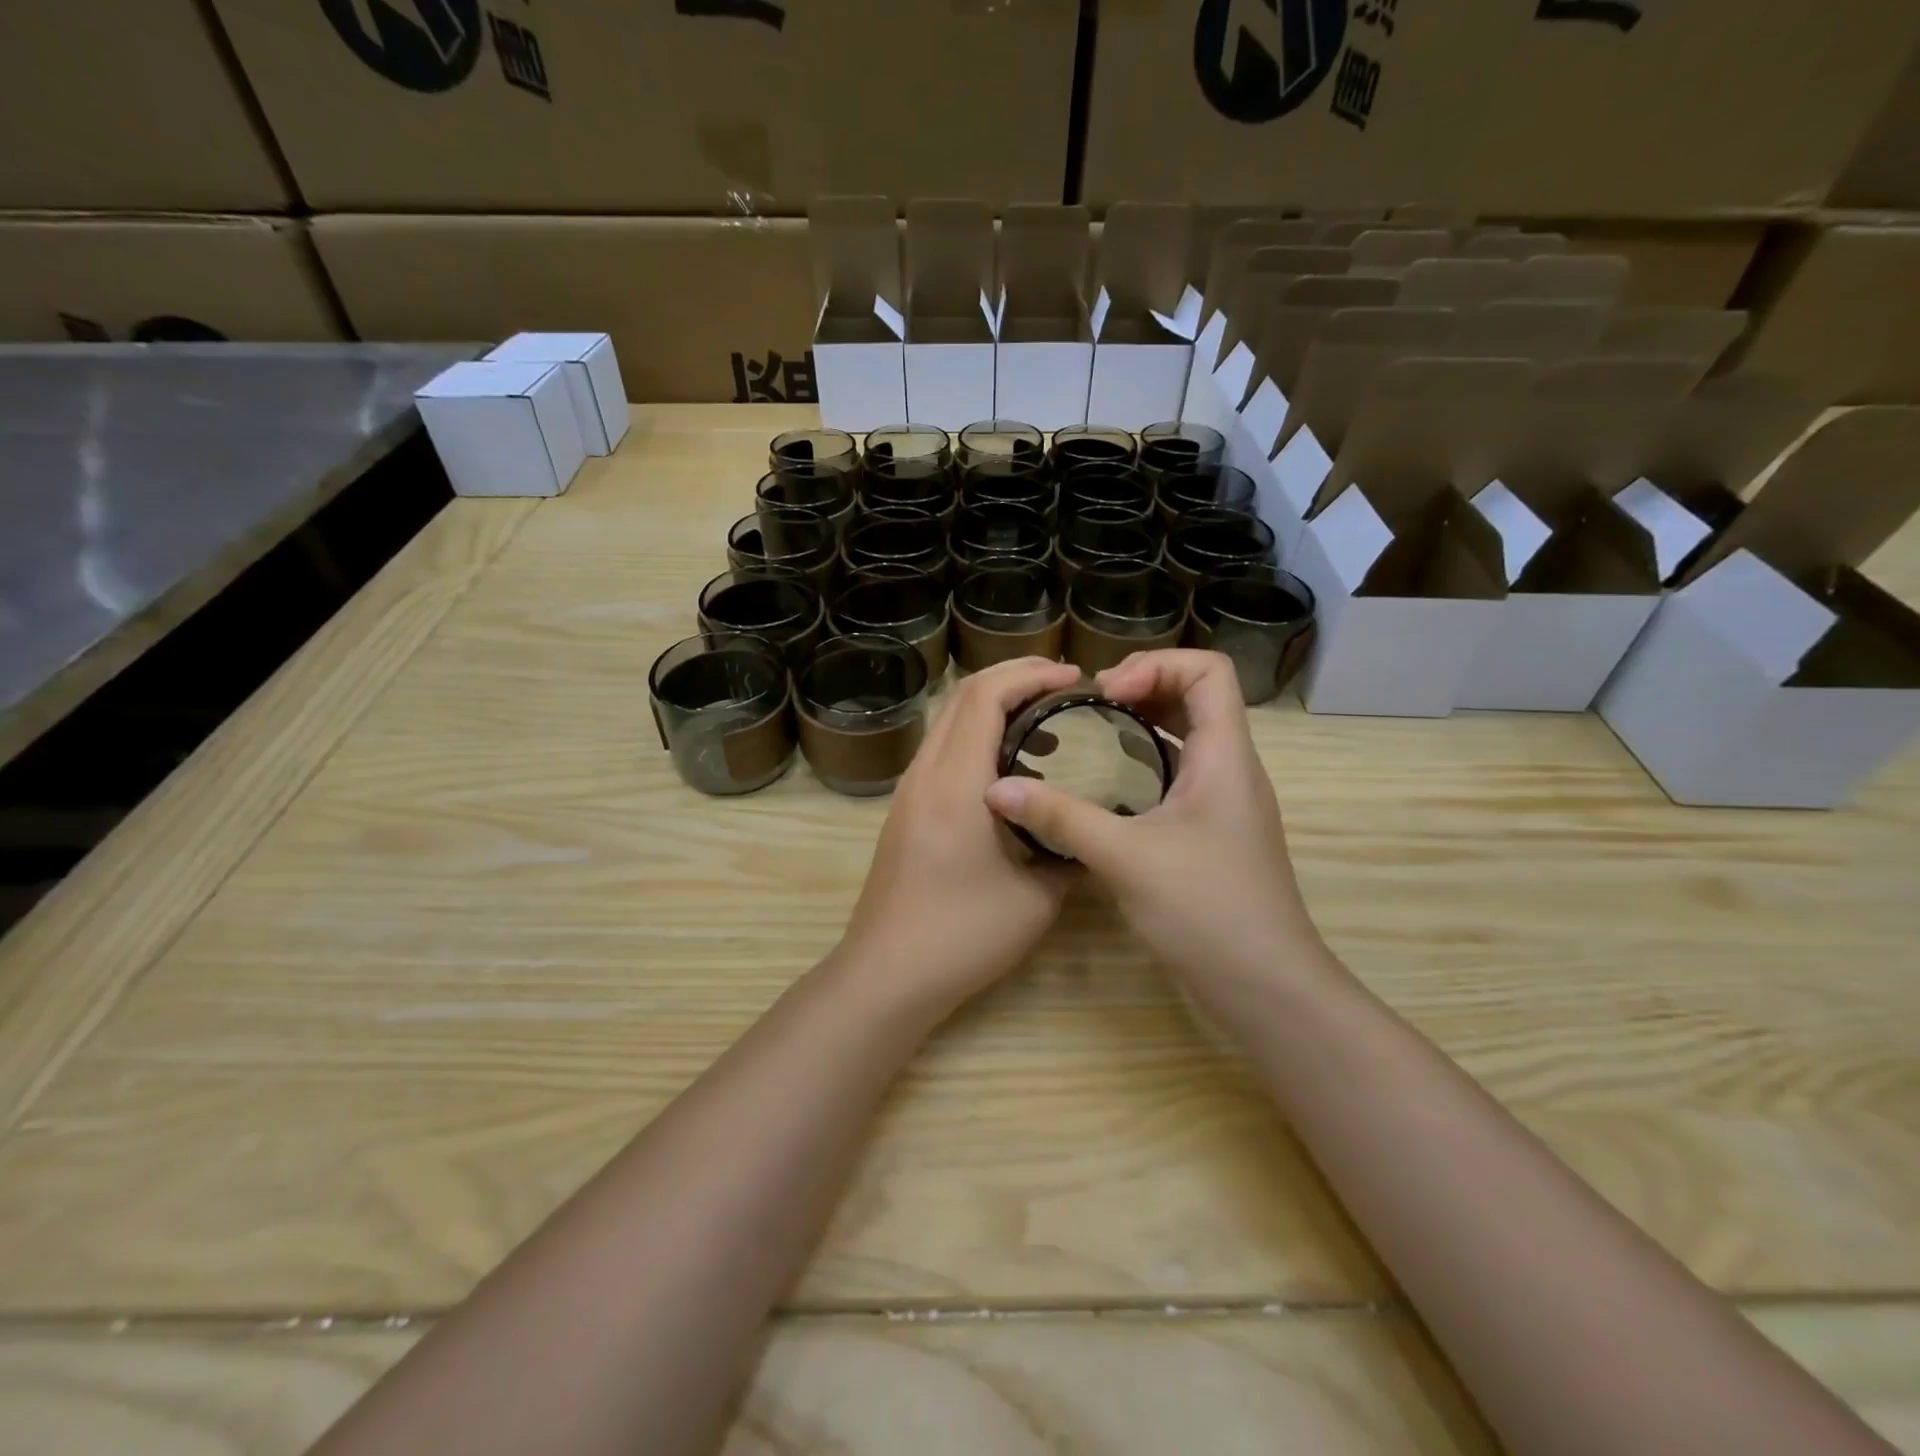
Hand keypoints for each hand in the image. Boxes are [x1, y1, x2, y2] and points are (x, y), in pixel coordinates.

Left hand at [836, 655, 1083, 1014]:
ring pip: (946, 721)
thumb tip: (1091, 829)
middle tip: (1062, 685)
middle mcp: (925, 774)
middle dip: (1011, 677)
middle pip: (960, 696)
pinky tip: (1007, 764)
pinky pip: (940, 750)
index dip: (1029, 675)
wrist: (887, 974)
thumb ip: (1067, 852)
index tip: (1073, 678)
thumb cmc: (962, 935)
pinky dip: (974, 734)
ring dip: (991, 705)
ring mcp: (908, 791)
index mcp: (955, 783)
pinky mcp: (904, 811)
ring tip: (1041, 717)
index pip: (984, 696)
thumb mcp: (1036, 898)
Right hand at [983, 650, 1326, 1001]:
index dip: (1157, 664)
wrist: (1266, 987)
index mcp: (1224, 755)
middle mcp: (1231, 767)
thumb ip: (1060, 818)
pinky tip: (1106, 787)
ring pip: (1188, 735)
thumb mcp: (1125, 858)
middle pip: (1196, 695)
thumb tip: (997, 788)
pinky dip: (1144, 761)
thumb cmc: (1207, 910)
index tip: (1106, 694)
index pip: (1209, 669)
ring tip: (1091, 735)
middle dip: (1142, 687)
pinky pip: (1180, 772)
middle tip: (1089, 707)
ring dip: (1142, 723)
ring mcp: (1225, 800)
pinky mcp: (1213, 830)